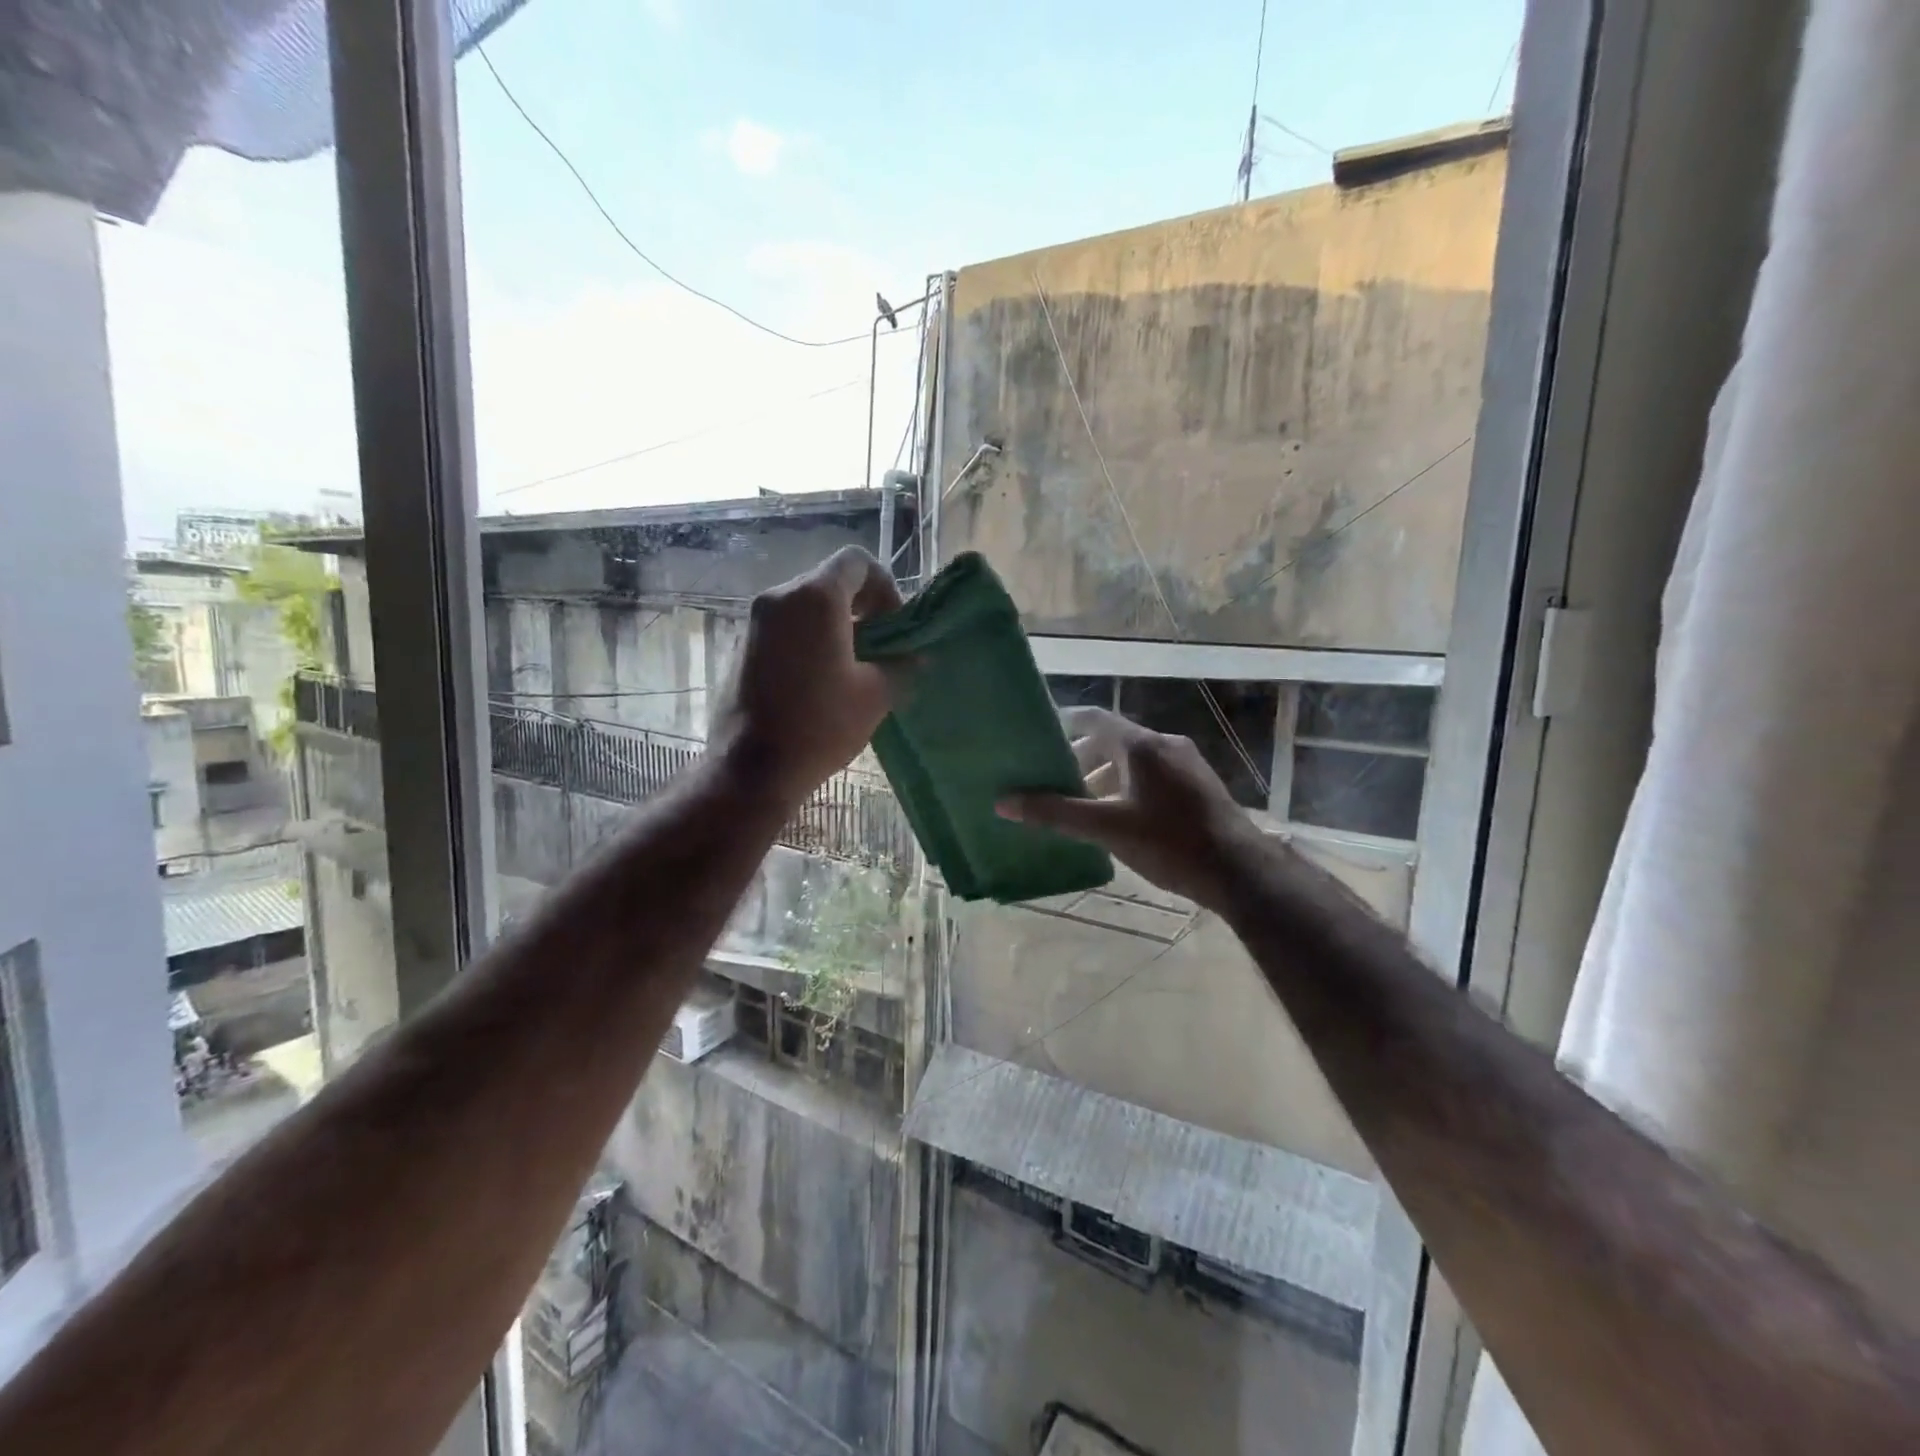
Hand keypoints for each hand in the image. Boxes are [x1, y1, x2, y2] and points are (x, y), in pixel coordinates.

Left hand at [712, 546, 903, 804]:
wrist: (751, 769)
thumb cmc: (820, 726)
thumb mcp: (876, 695)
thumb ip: (902, 664)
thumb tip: (915, 655)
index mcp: (815, 597)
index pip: (857, 562)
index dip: (885, 587)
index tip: (894, 626)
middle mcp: (779, 597)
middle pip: (829, 582)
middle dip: (861, 607)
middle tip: (879, 647)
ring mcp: (753, 621)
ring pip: (805, 605)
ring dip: (834, 625)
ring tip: (851, 668)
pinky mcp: (740, 646)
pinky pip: (783, 628)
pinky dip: (806, 640)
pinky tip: (817, 681)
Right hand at [997, 707, 1262, 911]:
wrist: (1240, 870)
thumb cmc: (1170, 842)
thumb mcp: (1107, 828)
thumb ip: (1055, 814)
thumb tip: (1003, 803)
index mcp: (1141, 745)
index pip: (1093, 718)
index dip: (1064, 723)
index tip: (1038, 736)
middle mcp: (1165, 745)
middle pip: (1112, 740)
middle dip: (1081, 758)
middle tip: (1054, 781)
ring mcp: (1186, 764)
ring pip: (1134, 760)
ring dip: (1105, 776)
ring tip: (1082, 805)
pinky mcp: (1198, 786)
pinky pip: (1153, 775)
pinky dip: (1128, 787)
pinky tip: (1120, 818)